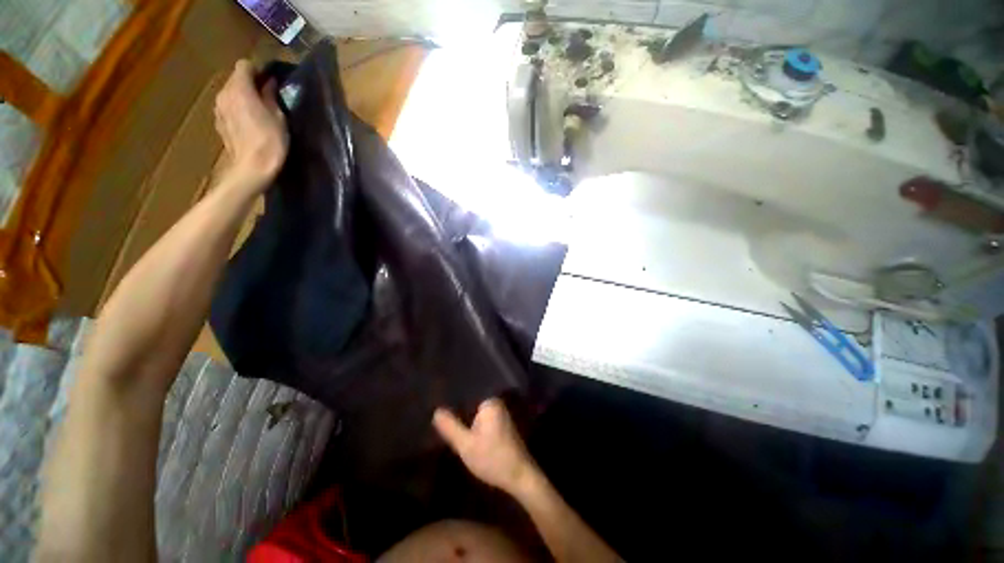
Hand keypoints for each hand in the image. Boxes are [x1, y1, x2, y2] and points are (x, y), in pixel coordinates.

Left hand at [214, 59, 288, 191]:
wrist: (252, 168)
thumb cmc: (270, 141)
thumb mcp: (278, 117)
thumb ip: (270, 96)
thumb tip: (269, 83)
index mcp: (239, 88)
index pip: (244, 65)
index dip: (258, 71)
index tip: (270, 81)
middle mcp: (224, 94)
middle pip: (236, 79)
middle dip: (250, 84)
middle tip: (267, 97)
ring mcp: (218, 109)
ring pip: (231, 94)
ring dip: (243, 98)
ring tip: (259, 111)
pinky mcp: (219, 123)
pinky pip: (228, 108)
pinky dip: (238, 110)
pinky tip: (250, 123)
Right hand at [433, 398, 536, 494]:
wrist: (520, 477)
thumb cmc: (493, 458)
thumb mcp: (466, 445)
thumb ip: (450, 427)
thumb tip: (436, 411)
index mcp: (490, 402)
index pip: (465, 396)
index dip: (452, 405)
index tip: (438, 412)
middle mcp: (497, 404)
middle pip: (470, 407)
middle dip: (459, 415)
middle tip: (442, 425)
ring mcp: (501, 415)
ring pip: (476, 416)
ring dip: (466, 424)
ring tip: (450, 430)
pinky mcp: (503, 427)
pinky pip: (483, 423)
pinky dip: (475, 429)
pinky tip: (467, 438)